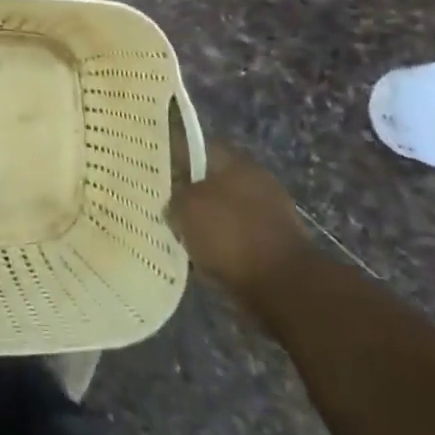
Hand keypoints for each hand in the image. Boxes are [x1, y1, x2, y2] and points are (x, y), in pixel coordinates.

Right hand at [168, 134, 310, 303]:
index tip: (151, 172)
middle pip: (210, 180)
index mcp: (235, 162)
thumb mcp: (185, 207)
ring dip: (205, 222)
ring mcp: (268, 213)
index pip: (195, 148)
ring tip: (180, 236)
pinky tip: (203, 258)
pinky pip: (236, 238)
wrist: (284, 286)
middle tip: (163, 206)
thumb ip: (174, 196)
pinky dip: (221, 246)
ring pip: (223, 211)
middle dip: (189, 193)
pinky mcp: (274, 244)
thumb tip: (174, 201)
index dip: (171, 157)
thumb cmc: (230, 235)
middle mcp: (254, 180)